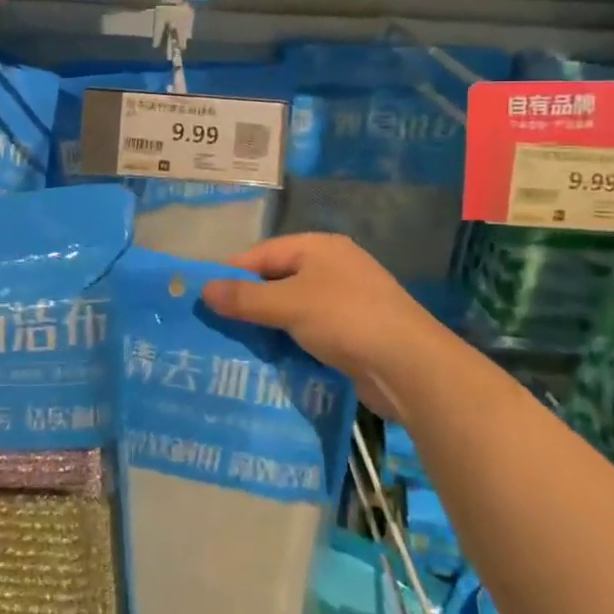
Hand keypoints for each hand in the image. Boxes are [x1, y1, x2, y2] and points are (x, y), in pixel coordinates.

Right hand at [201, 234, 444, 420]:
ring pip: (294, 308)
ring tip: (236, 346)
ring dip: (269, 325)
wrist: (410, 366)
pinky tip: (272, 359)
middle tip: (215, 325)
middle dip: (248, 301)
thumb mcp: (288, 304)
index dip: (232, 273)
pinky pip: (311, 331)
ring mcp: (347, 300)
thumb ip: (245, 297)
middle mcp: (333, 267)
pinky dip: (291, 341)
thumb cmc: (345, 319)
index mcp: (319, 247)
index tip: (202, 297)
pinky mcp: (355, 332)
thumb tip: (203, 289)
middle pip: (278, 279)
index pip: (263, 253)